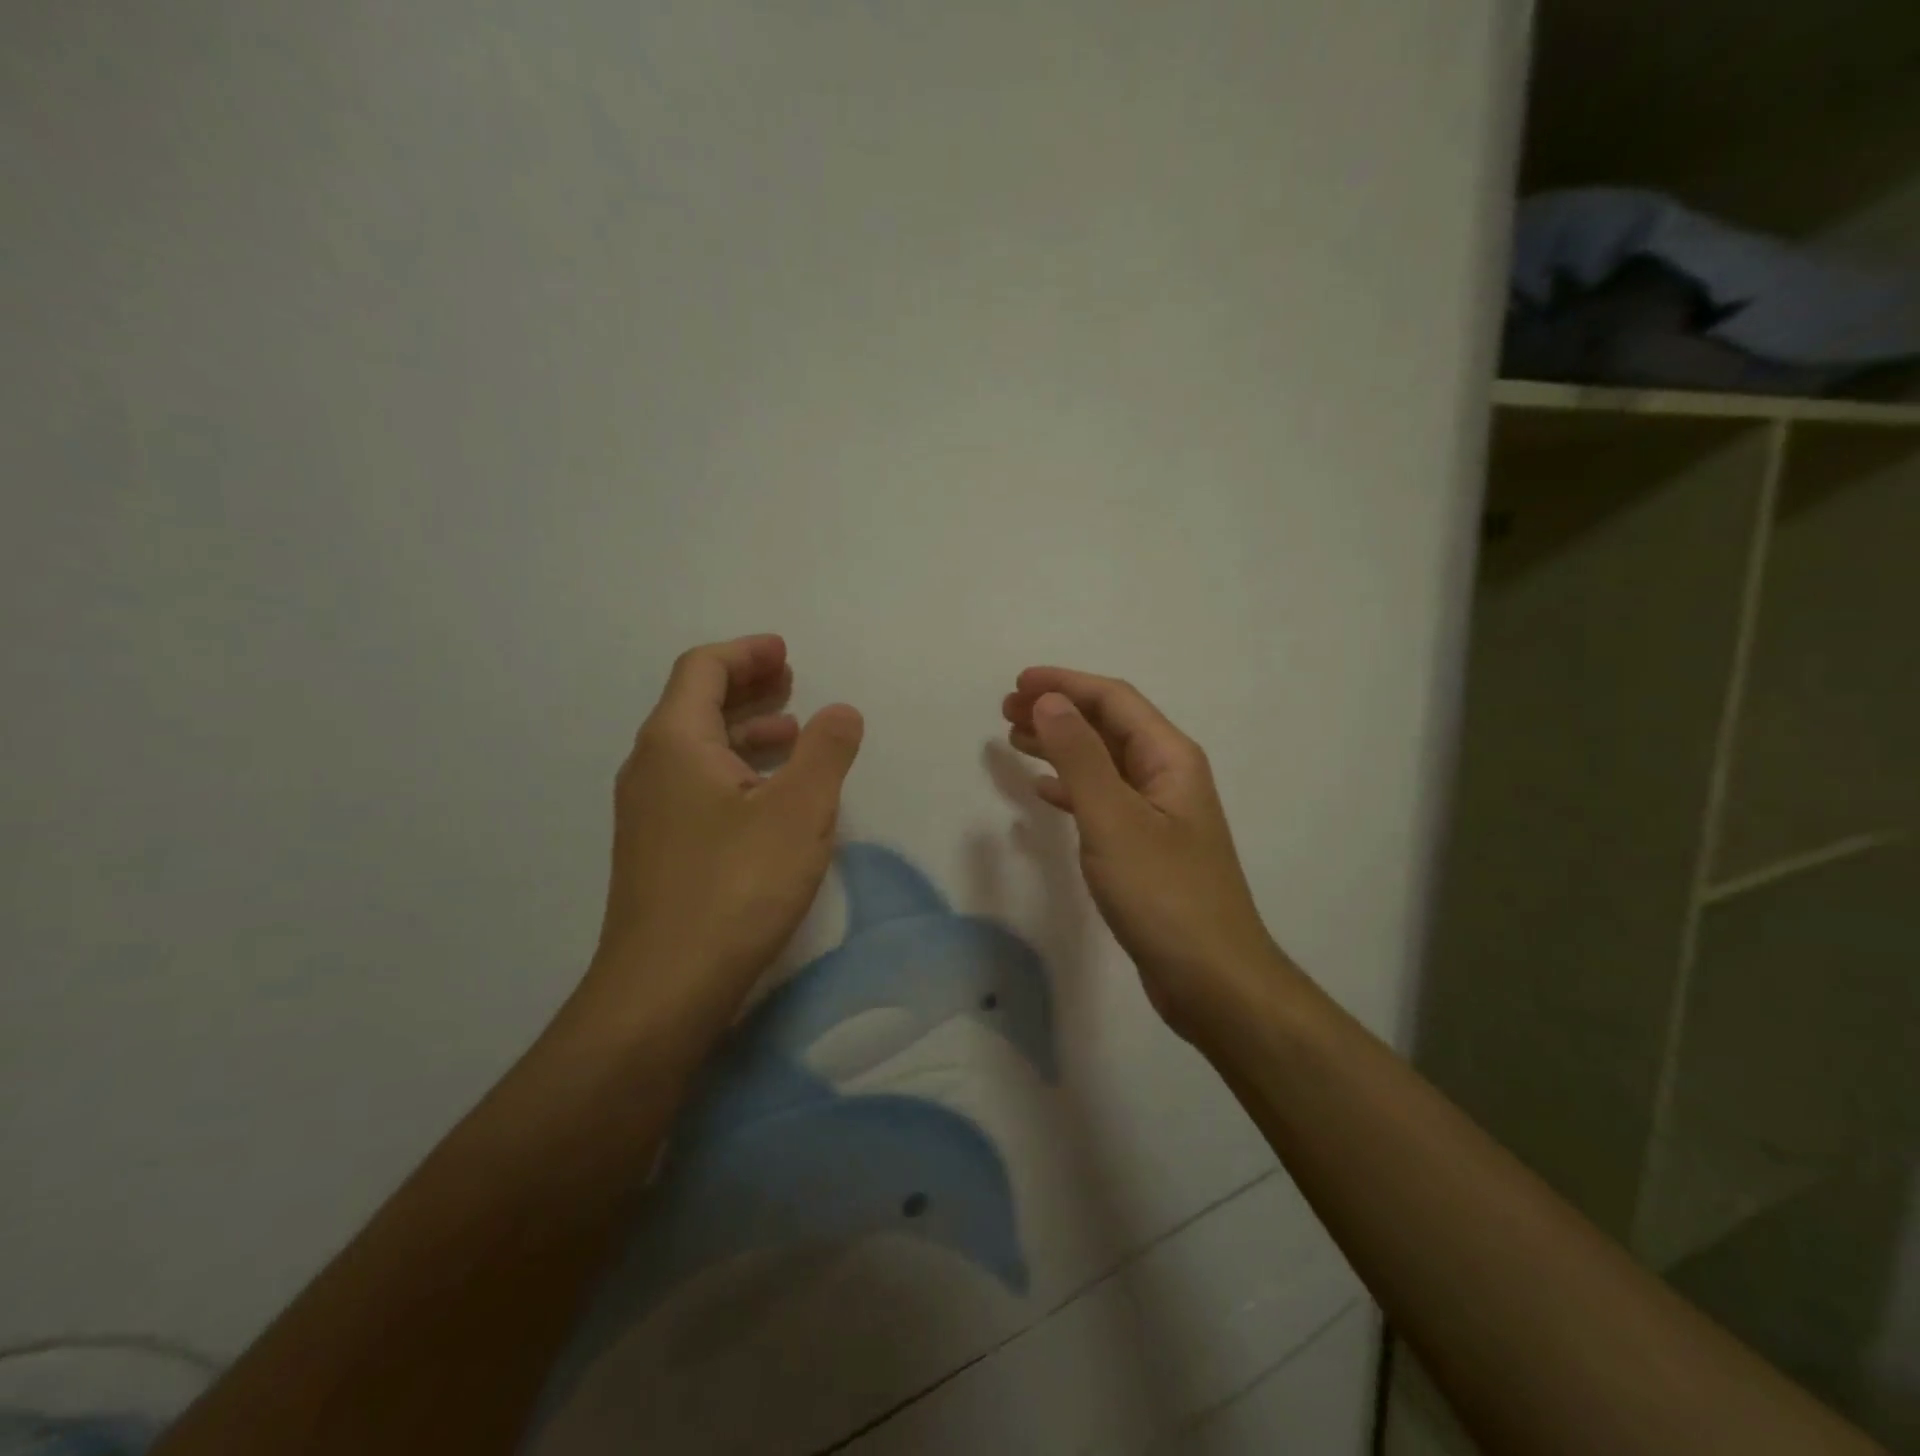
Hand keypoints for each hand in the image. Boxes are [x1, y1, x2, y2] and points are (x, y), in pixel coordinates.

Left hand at [580, 634, 863, 1044]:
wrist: (663, 988)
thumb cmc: (735, 886)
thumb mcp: (800, 811)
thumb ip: (826, 751)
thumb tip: (841, 710)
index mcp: (675, 741)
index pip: (703, 669)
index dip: (746, 652)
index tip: (785, 652)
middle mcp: (650, 766)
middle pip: (696, 704)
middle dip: (747, 687)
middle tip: (791, 681)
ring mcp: (648, 811)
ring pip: (697, 749)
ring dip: (744, 731)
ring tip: (791, 734)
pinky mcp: (657, 848)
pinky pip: (696, 784)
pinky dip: (735, 770)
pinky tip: (769, 796)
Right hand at [1003, 668, 1291, 1036]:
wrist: (1212, 979)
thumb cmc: (1163, 893)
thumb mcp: (1113, 818)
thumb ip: (1079, 756)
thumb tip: (1049, 701)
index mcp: (1170, 758)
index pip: (1114, 700)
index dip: (1065, 684)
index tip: (1017, 683)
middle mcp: (1168, 776)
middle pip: (1108, 727)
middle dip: (1059, 711)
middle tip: (1006, 711)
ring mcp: (1158, 814)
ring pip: (1102, 763)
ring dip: (1061, 746)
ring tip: (1015, 740)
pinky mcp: (1146, 848)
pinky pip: (1102, 800)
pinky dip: (1071, 789)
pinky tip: (1044, 791)